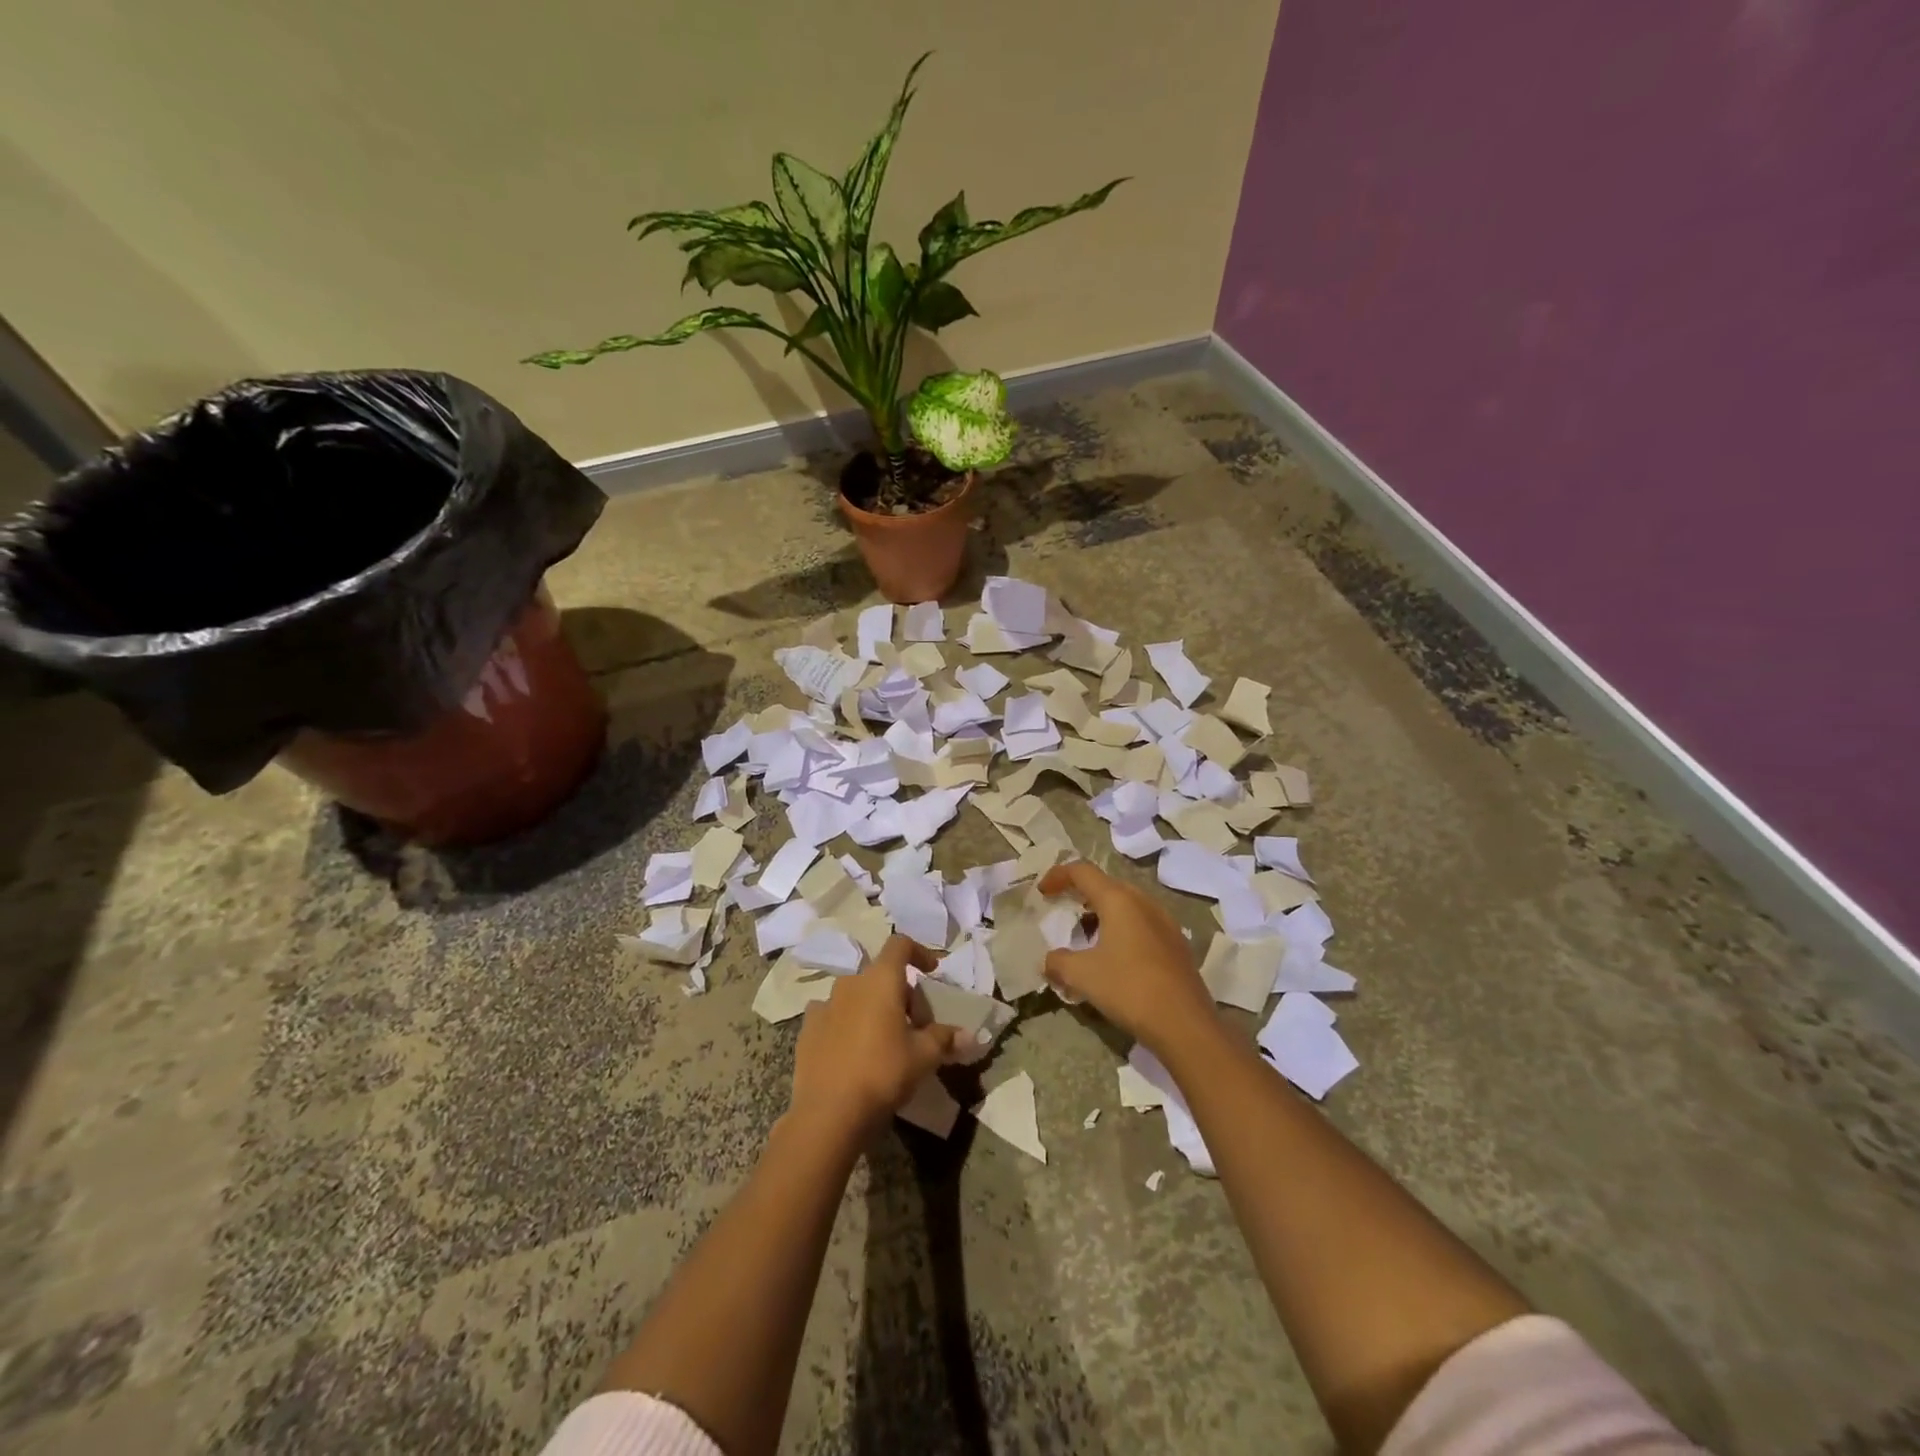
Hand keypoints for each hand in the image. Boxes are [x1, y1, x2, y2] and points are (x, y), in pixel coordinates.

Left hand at [789, 936, 961, 1137]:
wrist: (828, 1113)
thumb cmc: (883, 1073)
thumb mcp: (923, 1057)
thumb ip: (945, 1039)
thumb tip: (968, 1035)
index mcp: (880, 980)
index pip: (900, 944)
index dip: (919, 952)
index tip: (932, 971)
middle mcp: (850, 983)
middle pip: (881, 975)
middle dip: (901, 993)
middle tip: (915, 1026)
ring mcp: (825, 1004)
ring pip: (856, 995)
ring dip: (872, 1007)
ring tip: (884, 1039)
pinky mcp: (807, 1029)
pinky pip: (833, 1014)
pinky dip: (846, 1023)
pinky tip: (853, 1050)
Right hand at [1039, 861, 1218, 1054]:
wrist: (1185, 1025)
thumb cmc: (1128, 989)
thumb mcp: (1082, 975)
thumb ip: (1058, 962)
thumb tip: (1049, 960)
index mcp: (1119, 900)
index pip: (1082, 871)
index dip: (1058, 875)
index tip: (1042, 891)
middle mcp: (1144, 902)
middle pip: (1107, 885)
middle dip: (1081, 893)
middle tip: (1063, 909)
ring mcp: (1165, 923)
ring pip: (1127, 905)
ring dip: (1103, 913)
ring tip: (1086, 935)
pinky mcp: (1177, 945)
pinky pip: (1142, 924)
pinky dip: (1121, 929)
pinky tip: (1114, 956)